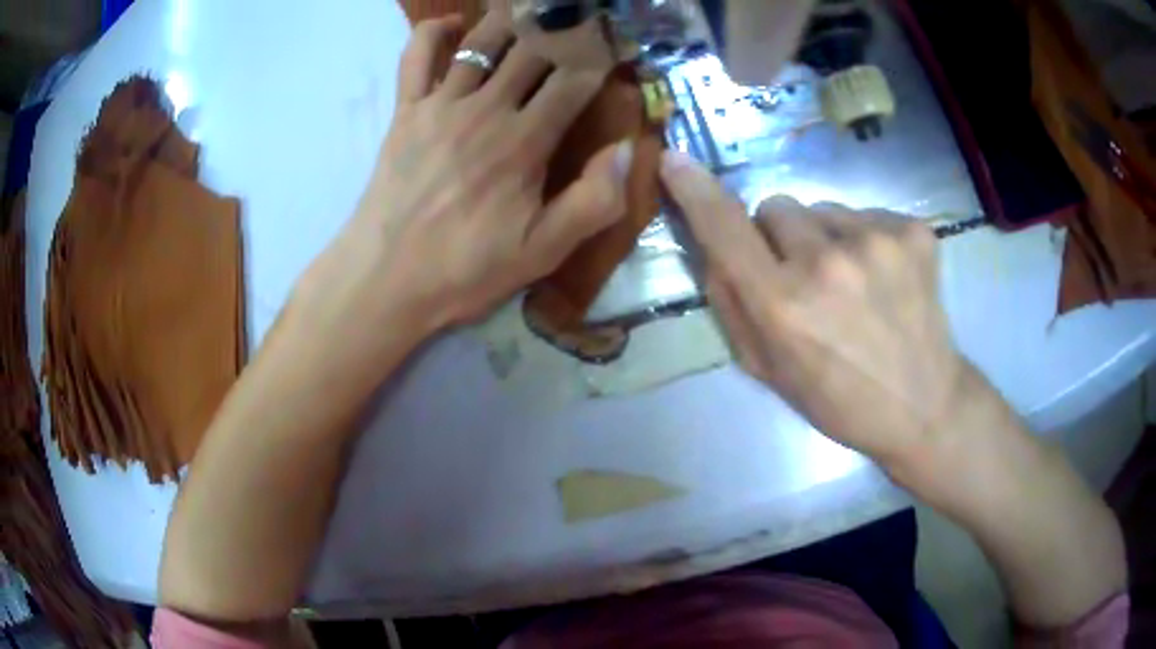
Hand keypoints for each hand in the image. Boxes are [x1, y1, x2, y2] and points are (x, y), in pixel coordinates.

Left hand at [293, 13, 629, 348]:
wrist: (386, 279)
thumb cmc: (466, 268)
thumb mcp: (542, 251)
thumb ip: (593, 201)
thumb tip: (628, 149)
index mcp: (525, 141)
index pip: (576, 79)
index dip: (603, 55)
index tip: (619, 42)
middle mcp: (486, 108)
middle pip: (534, 48)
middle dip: (566, 27)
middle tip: (583, 17)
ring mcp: (441, 103)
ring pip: (483, 40)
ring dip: (514, 19)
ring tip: (536, 11)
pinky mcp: (406, 110)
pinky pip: (418, 54)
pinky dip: (435, 30)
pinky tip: (456, 24)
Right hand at [660, 151, 986, 470]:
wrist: (923, 403)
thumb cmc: (838, 399)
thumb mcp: (767, 370)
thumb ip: (731, 305)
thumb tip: (713, 248)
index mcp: (783, 306)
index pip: (725, 229)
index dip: (696, 191)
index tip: (674, 160)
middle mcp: (827, 262)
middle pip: (775, 206)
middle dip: (779, 236)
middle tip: (806, 279)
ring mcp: (877, 240)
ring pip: (821, 209)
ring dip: (824, 237)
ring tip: (852, 283)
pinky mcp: (913, 230)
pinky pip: (864, 214)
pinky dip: (864, 239)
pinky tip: (883, 277)